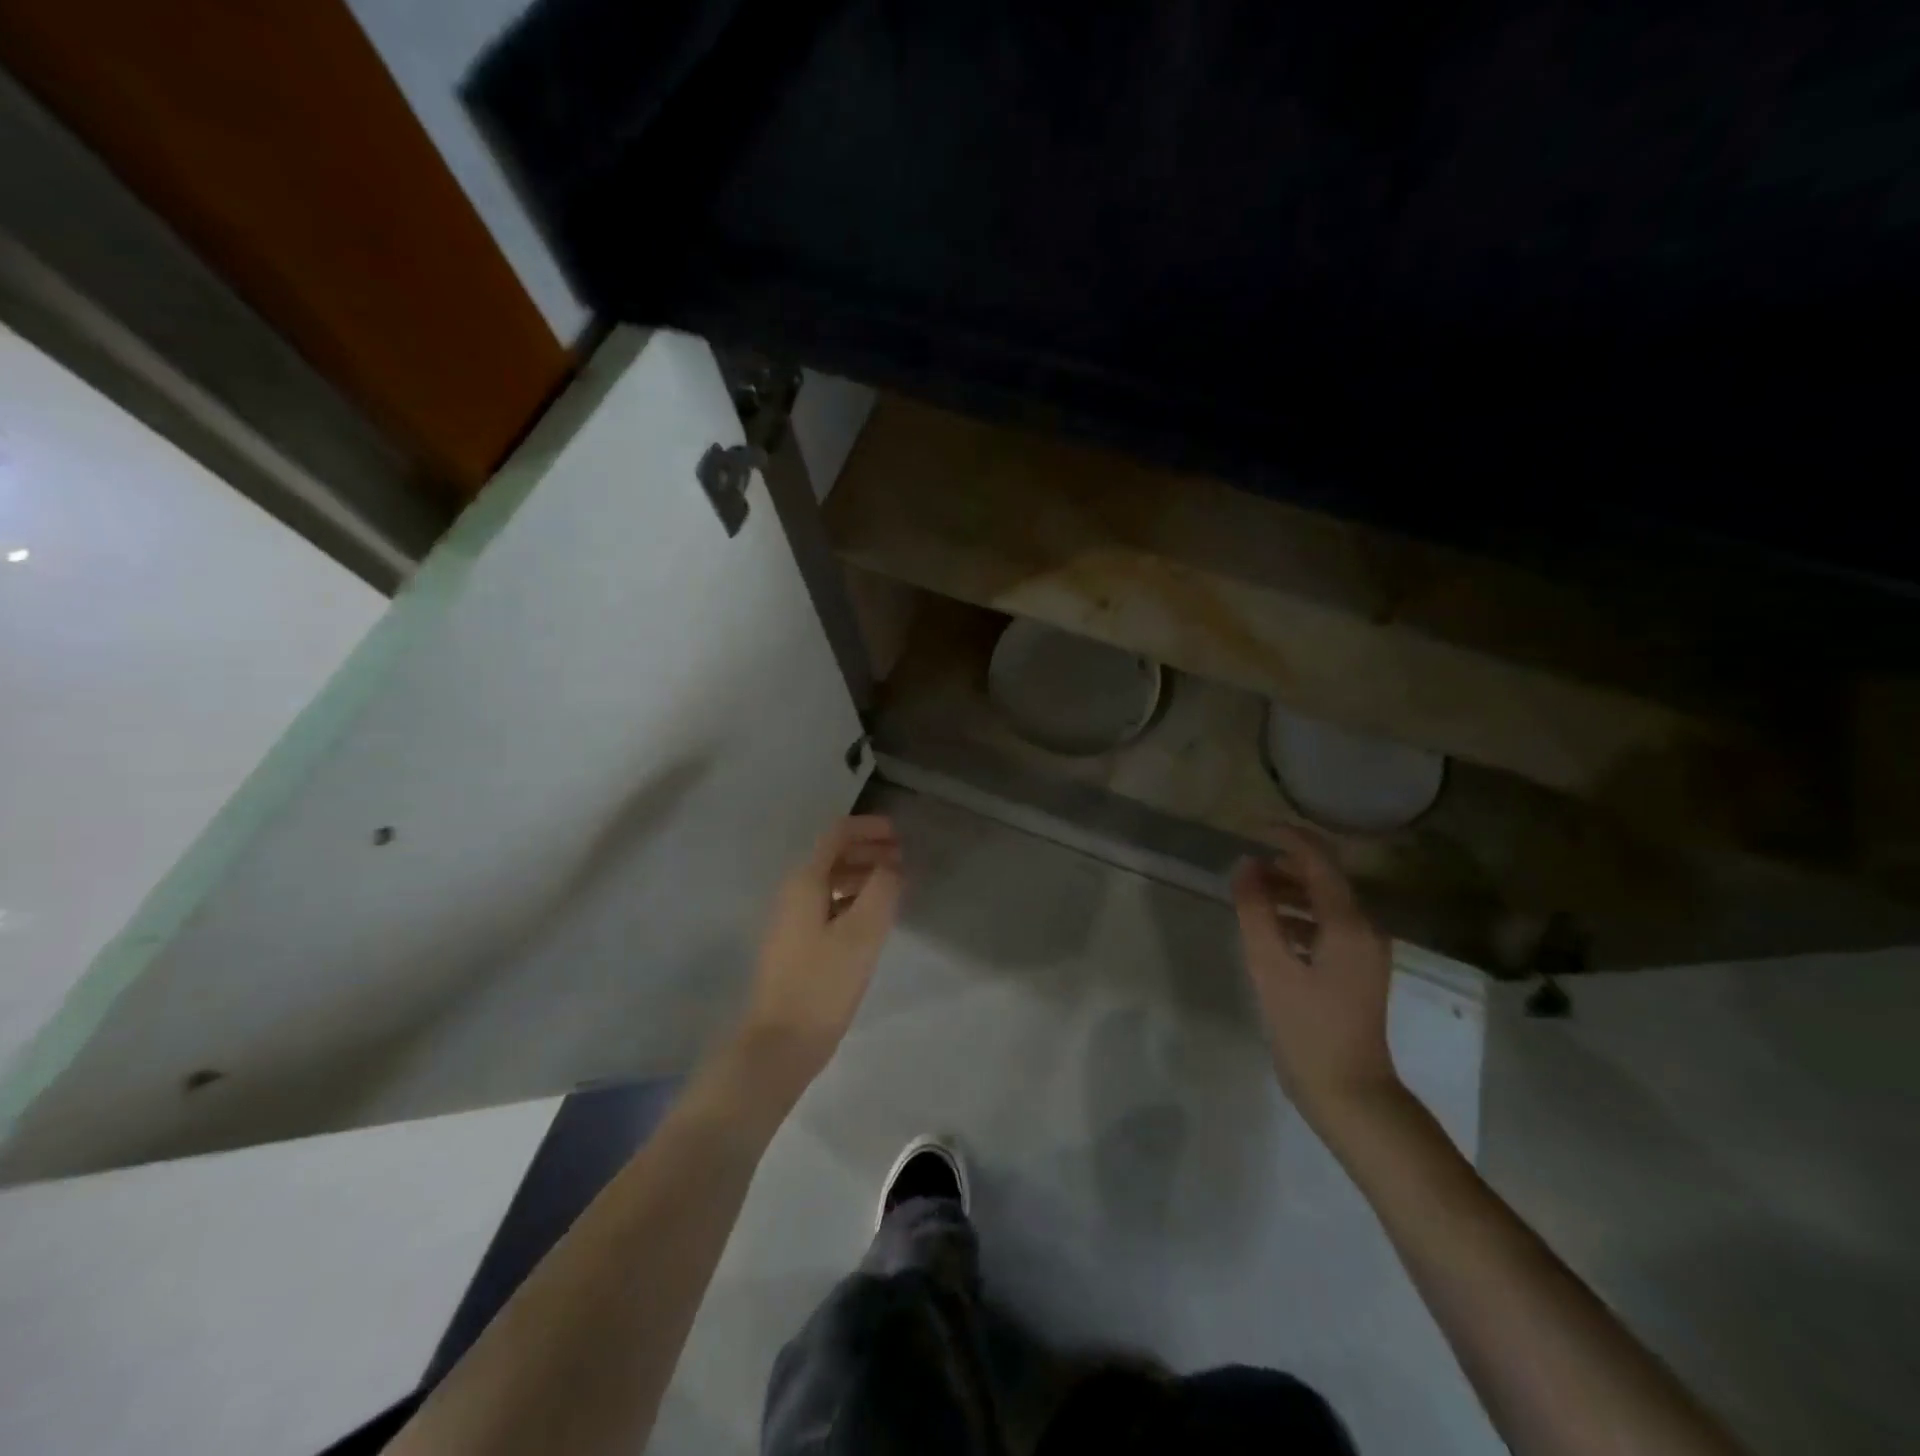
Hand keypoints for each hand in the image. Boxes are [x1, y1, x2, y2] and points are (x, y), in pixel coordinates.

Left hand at [738, 815, 902, 1093]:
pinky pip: (829, 906)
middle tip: (903, 860)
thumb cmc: (822, 983)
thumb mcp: (862, 933)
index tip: (899, 834)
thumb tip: (892, 866)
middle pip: (833, 856)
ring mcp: (792, 920)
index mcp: (805, 882)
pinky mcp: (797, 945)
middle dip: (869, 851)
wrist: (779, 1043)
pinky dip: (853, 900)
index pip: (837, 835)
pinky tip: (873, 919)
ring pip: (831, 882)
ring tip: (895, 887)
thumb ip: (882, 890)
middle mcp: (794, 893)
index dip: (869, 828)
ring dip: (863, 876)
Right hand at [1231, 827, 1400, 1128]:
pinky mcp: (1357, 969)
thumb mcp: (1270, 966)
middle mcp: (1365, 929)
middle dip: (1284, 865)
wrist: (1348, 1091)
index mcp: (1349, 924)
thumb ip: (1255, 912)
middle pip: (1325, 879)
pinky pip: (1327, 926)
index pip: (1319, 862)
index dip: (1287, 838)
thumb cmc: (1307, 1028)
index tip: (1251, 827)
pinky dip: (1297, 917)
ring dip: (1288, 892)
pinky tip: (1270, 929)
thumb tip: (1245, 867)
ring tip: (1249, 894)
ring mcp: (1364, 951)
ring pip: (1325, 903)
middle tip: (1243, 867)